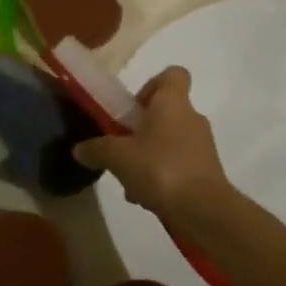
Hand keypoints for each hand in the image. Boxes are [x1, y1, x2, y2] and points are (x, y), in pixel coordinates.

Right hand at [73, 68, 230, 228]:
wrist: (204, 211)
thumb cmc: (160, 169)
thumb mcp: (118, 157)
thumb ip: (96, 149)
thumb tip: (79, 149)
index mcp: (173, 102)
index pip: (173, 74)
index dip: (152, 85)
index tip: (133, 108)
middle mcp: (192, 118)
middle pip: (165, 112)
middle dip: (141, 129)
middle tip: (122, 148)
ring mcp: (202, 146)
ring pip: (168, 142)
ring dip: (148, 156)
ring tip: (129, 181)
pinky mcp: (206, 171)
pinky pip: (178, 165)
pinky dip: (161, 176)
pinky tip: (145, 198)